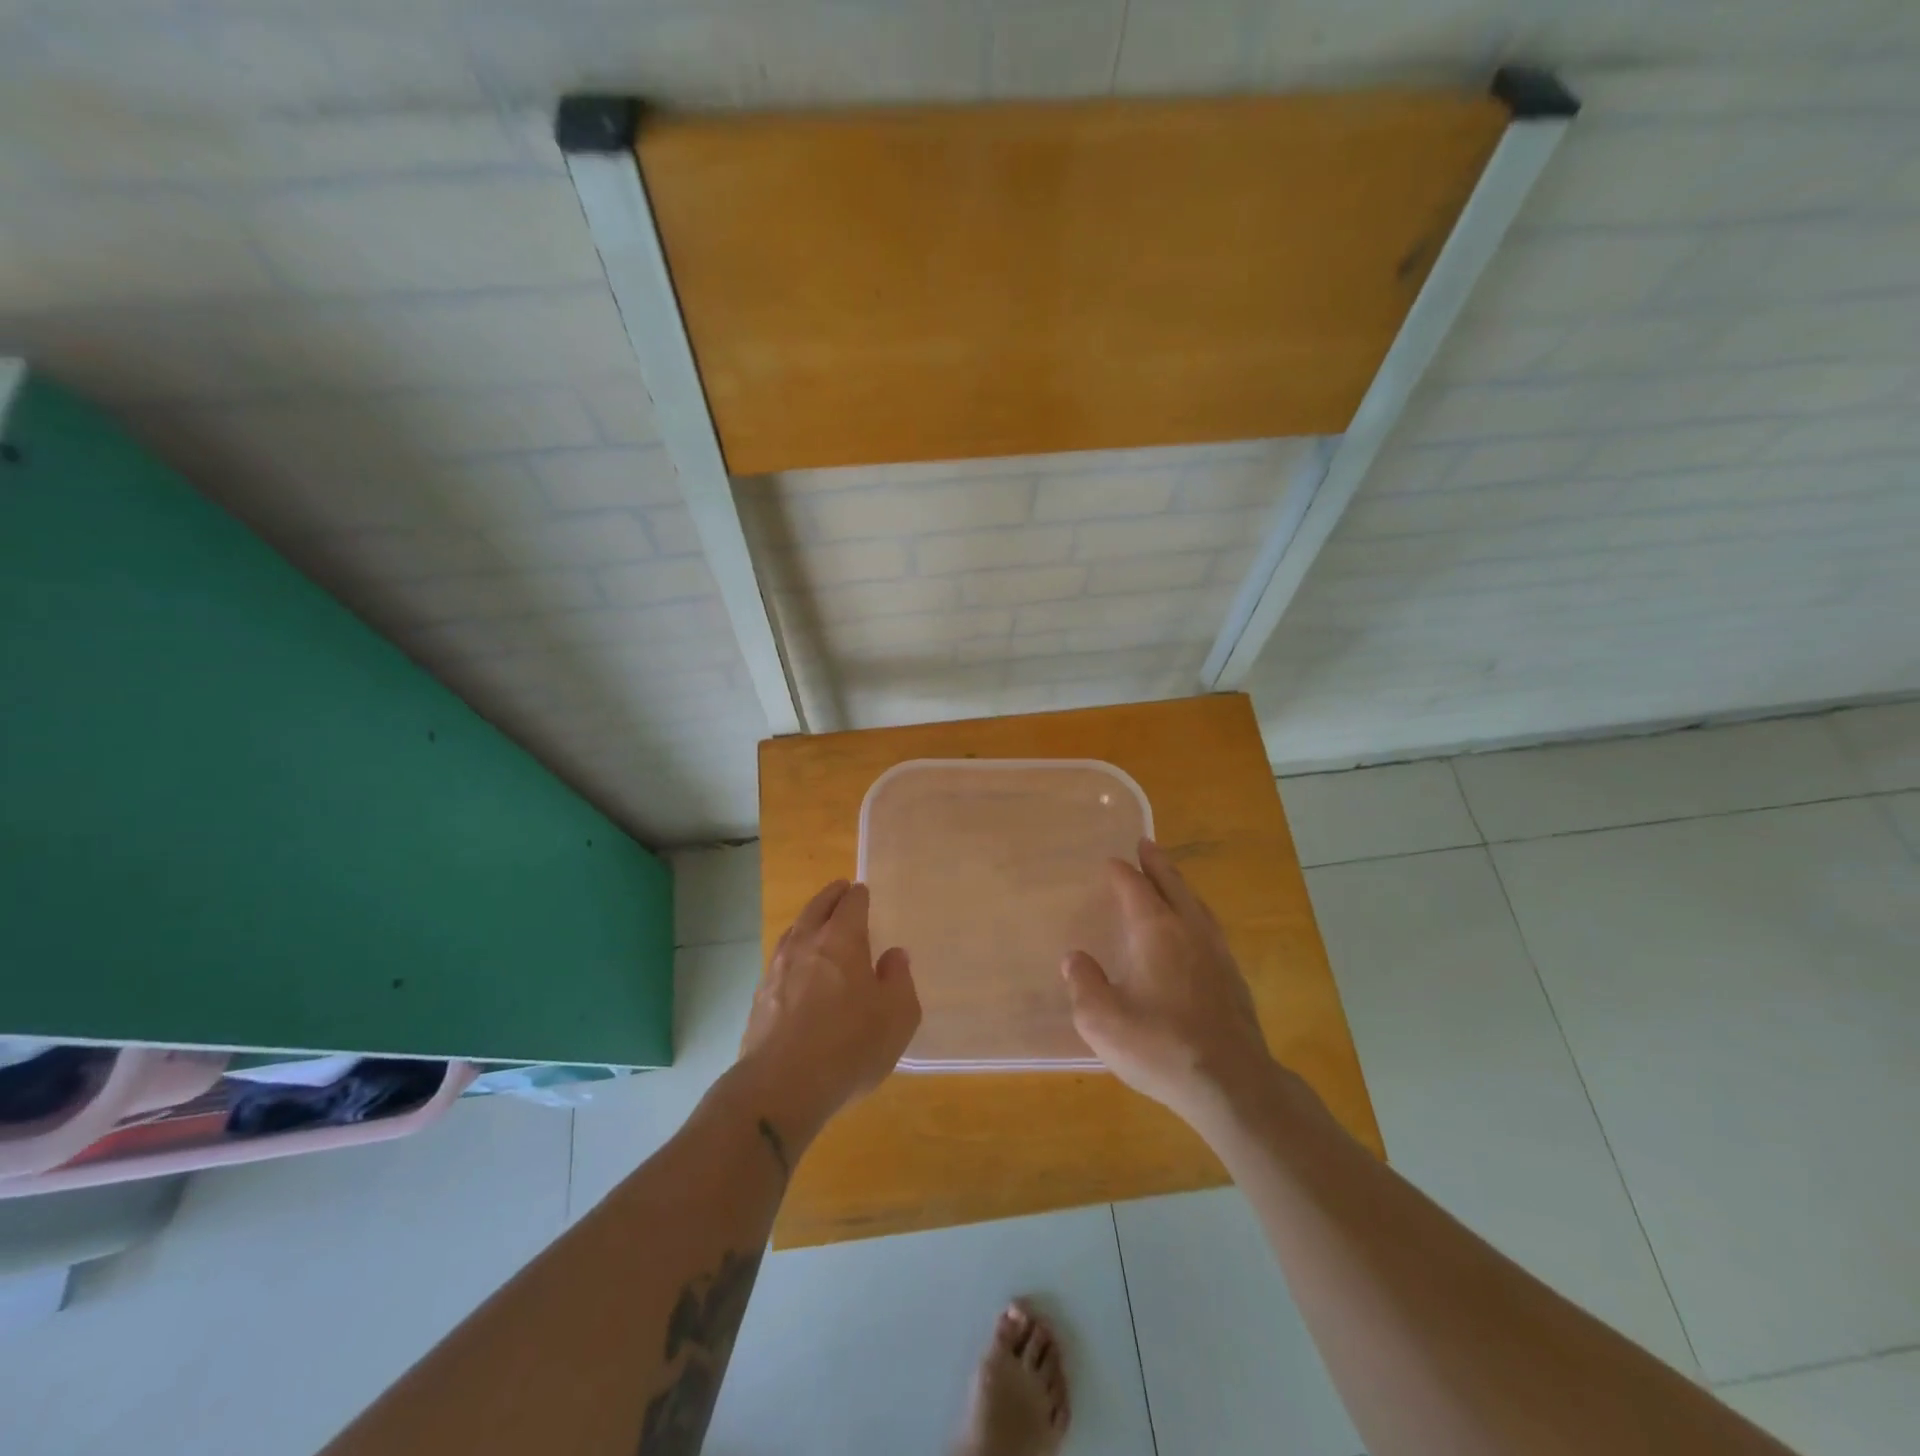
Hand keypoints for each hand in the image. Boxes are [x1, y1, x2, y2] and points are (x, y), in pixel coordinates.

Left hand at [737, 880, 920, 1145]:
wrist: (781, 1087)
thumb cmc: (849, 1046)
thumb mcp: (897, 1016)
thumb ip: (899, 979)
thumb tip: (894, 956)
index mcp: (842, 940)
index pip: (851, 903)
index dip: (859, 895)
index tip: (863, 892)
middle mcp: (806, 944)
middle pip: (817, 907)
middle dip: (830, 896)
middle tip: (840, 890)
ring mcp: (777, 969)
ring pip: (794, 931)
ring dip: (808, 921)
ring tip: (817, 923)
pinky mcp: (760, 997)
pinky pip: (780, 960)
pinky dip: (793, 952)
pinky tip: (797, 968)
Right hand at [1061, 839, 1275, 1125]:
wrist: (1232, 1084)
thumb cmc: (1160, 1047)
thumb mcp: (1102, 1020)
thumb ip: (1083, 984)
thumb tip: (1075, 958)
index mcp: (1156, 930)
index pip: (1134, 887)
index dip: (1120, 871)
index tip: (1110, 861)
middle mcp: (1189, 930)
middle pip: (1172, 884)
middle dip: (1156, 863)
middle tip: (1146, 844)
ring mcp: (1216, 952)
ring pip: (1196, 904)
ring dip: (1179, 885)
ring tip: (1169, 879)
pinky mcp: (1232, 977)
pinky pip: (1208, 928)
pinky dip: (1194, 913)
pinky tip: (1192, 931)